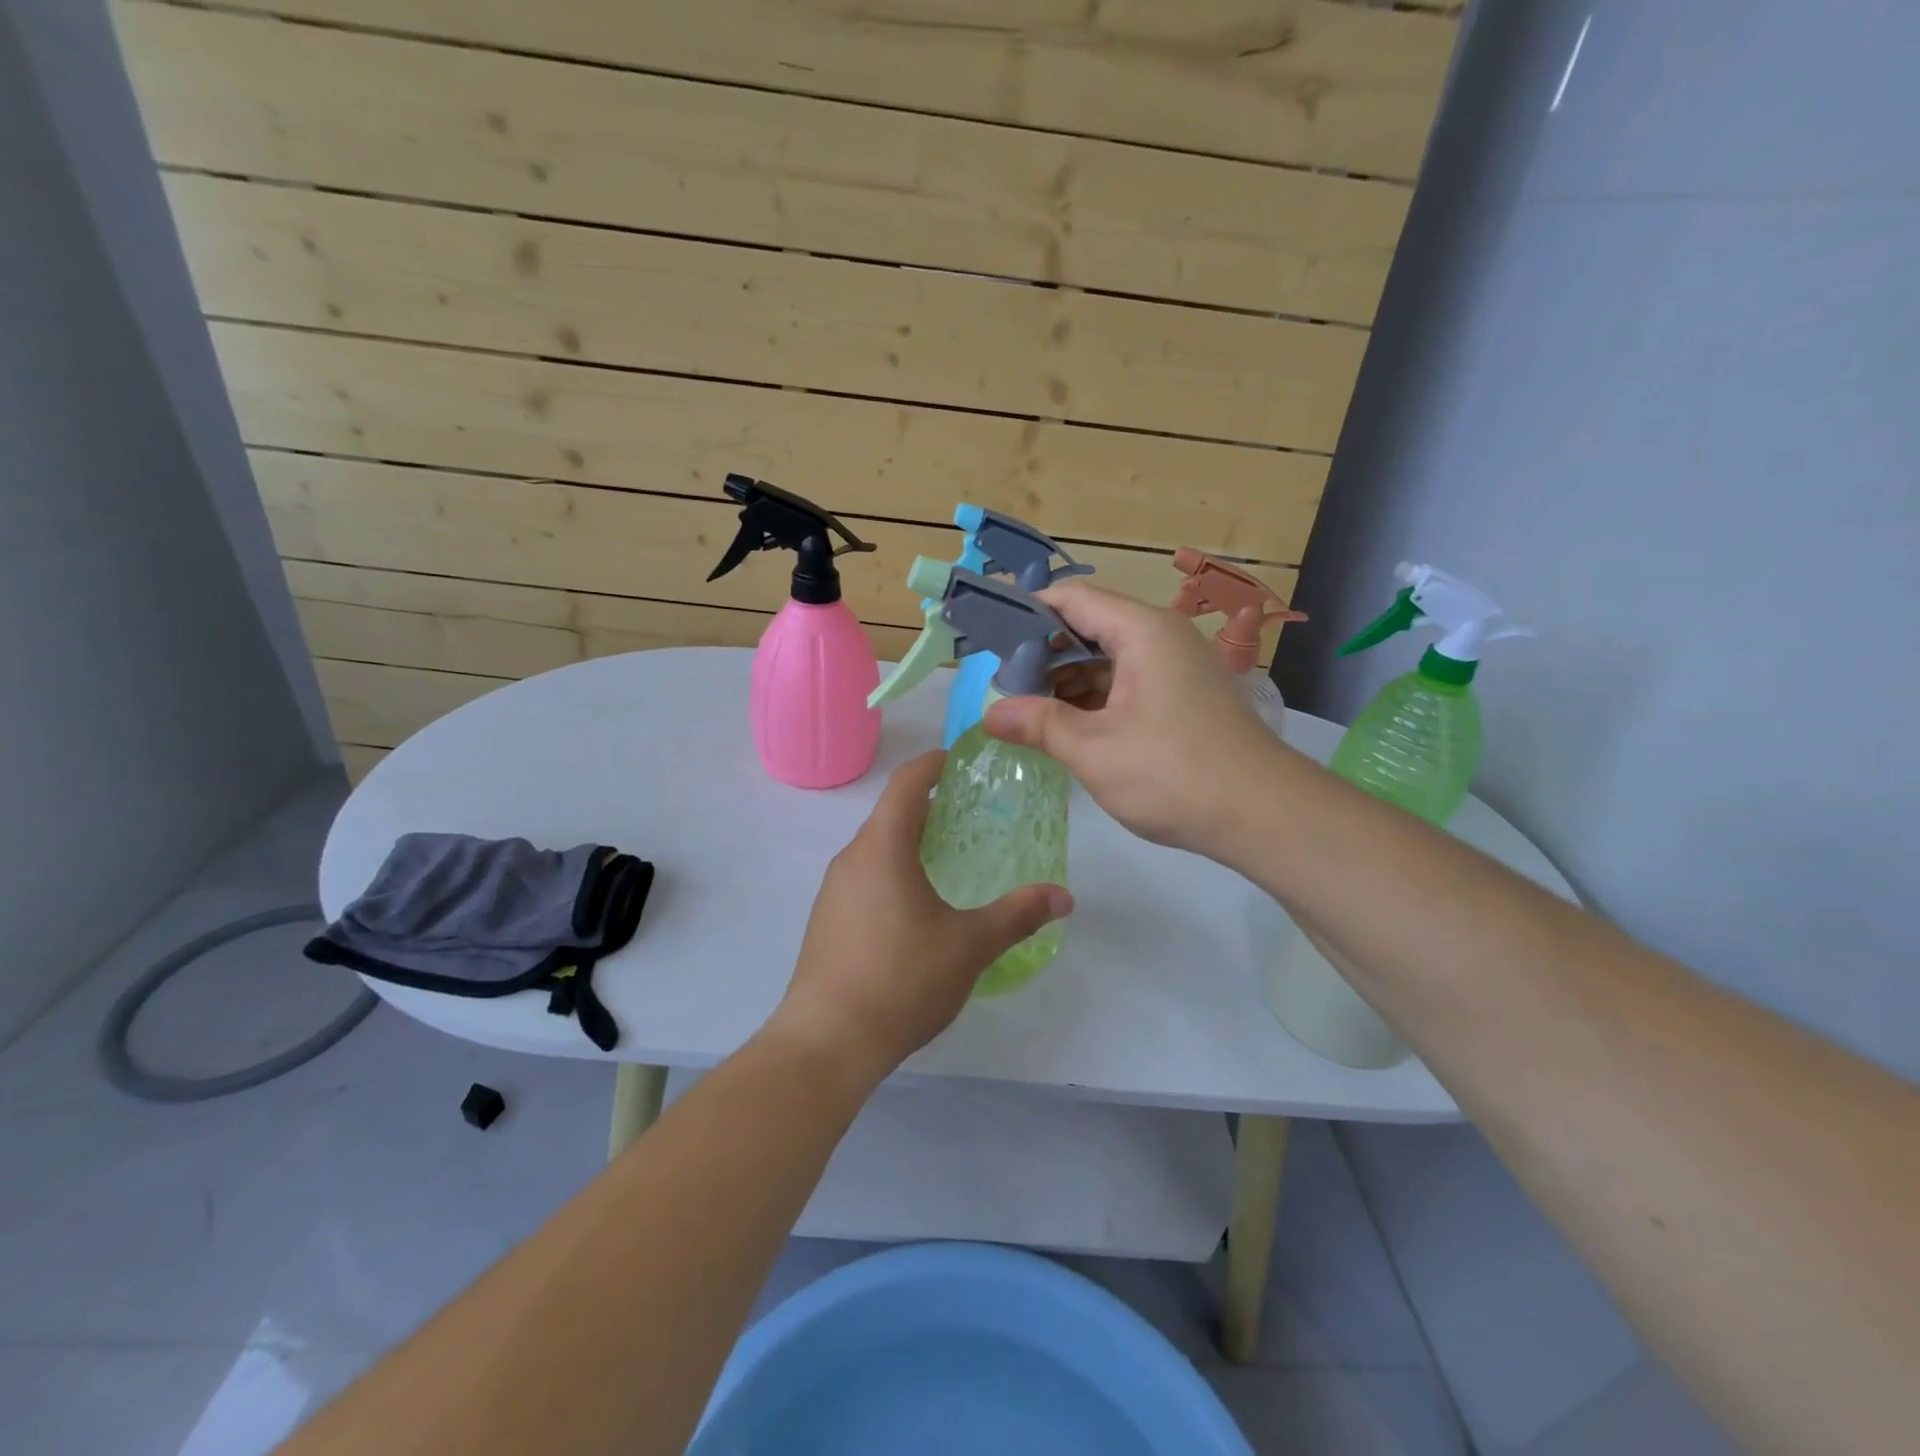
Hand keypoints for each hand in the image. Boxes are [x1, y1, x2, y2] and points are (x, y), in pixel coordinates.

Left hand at [769, 751, 1072, 1088]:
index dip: (934, 763)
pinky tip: (917, 909)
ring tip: (949, 860)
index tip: (961, 761)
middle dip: (929, 807)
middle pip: (891, 814)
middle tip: (971, 816)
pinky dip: (893, 872)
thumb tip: (1064, 896)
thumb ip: (1018, 915)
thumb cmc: (902, 979)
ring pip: (876, 848)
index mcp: (883, 847)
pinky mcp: (827, 920)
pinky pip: (864, 878)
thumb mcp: (970, 946)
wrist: (827, 1042)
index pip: (907, 782)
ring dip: (910, 842)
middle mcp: (852, 858)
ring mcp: (833, 890)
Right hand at [985, 579, 1280, 853]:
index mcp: (1143, 631)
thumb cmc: (1174, 774)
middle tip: (1003, 685)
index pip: (1073, 598)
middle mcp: (1163, 637)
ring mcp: (1178, 667)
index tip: (990, 640)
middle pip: (1091, 626)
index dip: (1028, 613)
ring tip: (1027, 709)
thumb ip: (1040, 725)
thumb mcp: (1095, 750)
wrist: (1265, 816)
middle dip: (1044, 653)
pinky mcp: (1185, 697)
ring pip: (1109, 657)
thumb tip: (990, 714)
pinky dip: (1096, 698)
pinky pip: (1129, 682)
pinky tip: (1068, 725)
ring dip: (1068, 680)